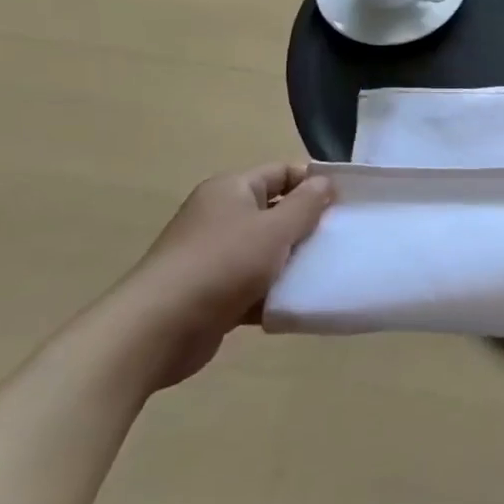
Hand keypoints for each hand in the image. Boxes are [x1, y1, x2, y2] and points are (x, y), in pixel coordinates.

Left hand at [104, 162, 332, 391]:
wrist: (156, 330)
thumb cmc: (222, 265)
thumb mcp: (275, 229)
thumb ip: (307, 204)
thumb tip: (326, 183)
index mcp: (231, 190)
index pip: (282, 173)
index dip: (314, 183)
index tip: (346, 203)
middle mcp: (220, 216)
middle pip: (275, 211)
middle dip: (308, 224)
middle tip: (342, 237)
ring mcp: (213, 255)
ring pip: (266, 250)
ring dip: (293, 261)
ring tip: (327, 270)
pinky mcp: (211, 292)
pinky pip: (253, 284)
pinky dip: (274, 291)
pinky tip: (299, 301)